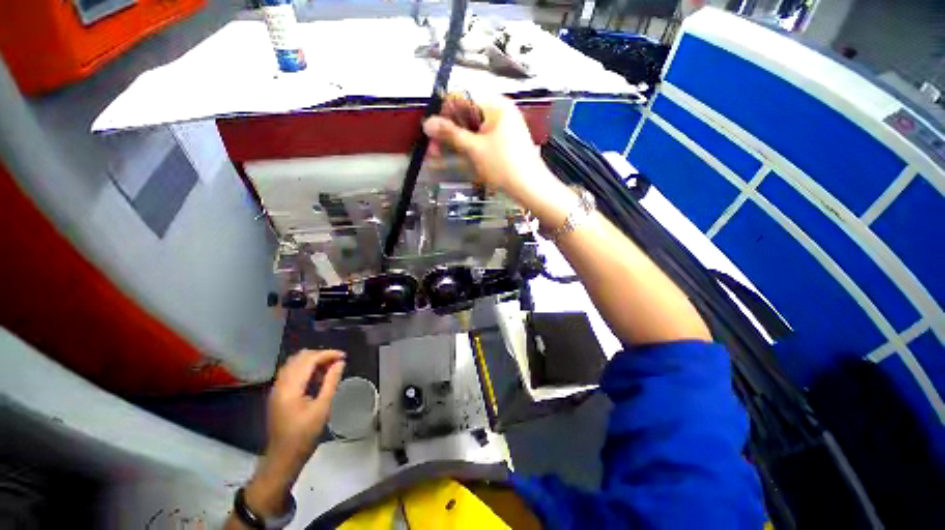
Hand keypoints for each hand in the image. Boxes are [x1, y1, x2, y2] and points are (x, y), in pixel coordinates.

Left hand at [241, 350, 345, 519]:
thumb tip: (340, 362)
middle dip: (320, 355)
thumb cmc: (304, 436)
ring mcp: (276, 389)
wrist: (282, 458)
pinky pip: (291, 371)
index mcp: (290, 388)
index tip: (344, 357)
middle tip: (337, 362)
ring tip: (329, 368)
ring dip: (312, 361)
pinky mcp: (277, 394)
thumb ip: (330, 382)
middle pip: (300, 357)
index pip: (309, 360)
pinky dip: (305, 368)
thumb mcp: (322, 409)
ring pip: (294, 363)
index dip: (328, 354)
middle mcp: (280, 384)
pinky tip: (316, 377)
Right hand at [423, 94, 556, 204]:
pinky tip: (456, 158)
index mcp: (496, 105)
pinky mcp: (504, 143)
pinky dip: (468, 148)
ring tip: (439, 156)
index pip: (462, 98)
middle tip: (433, 149)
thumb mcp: (475, 149)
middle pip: (466, 115)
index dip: (444, 112)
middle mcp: (500, 112)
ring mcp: (503, 129)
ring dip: (455, 142)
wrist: (531, 188)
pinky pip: (481, 140)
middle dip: (448, 132)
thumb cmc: (504, 165)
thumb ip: (451, 134)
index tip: (431, 131)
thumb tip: (427, 123)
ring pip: (472, 130)